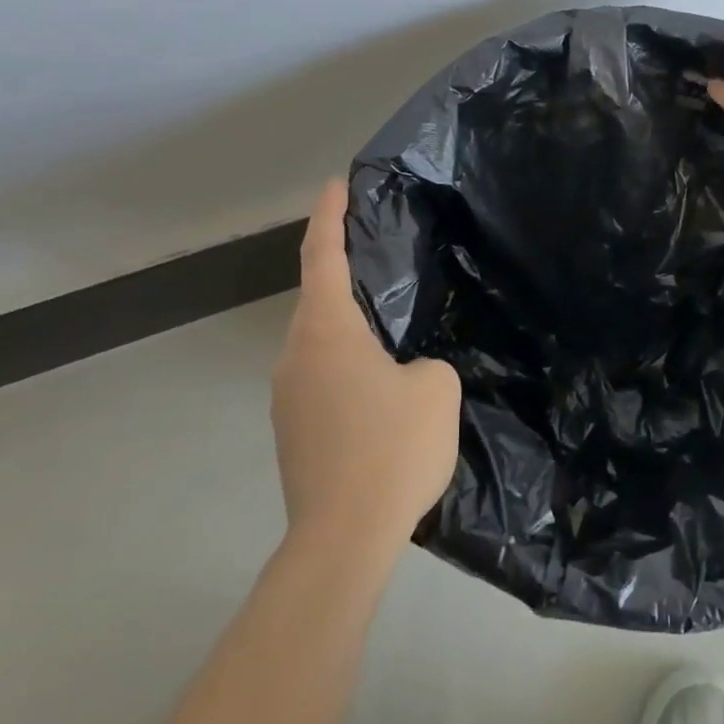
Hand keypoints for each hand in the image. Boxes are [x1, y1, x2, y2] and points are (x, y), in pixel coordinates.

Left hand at [271, 180, 461, 551]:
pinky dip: (346, 364)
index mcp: (327, 332)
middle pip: (317, 298)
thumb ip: (426, 363)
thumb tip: (408, 372)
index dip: (330, 214)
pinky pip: (320, 376)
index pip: (323, 255)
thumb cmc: (392, 449)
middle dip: (343, 271)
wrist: (342, 539)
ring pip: (319, 342)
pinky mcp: (292, 430)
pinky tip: (379, 388)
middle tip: (380, 255)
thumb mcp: (437, 390)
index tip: (336, 184)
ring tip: (389, 328)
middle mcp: (295, 355)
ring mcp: (287, 396)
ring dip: (348, 326)